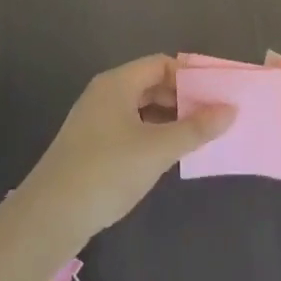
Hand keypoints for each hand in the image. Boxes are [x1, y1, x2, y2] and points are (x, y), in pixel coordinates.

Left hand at [20, 55, 235, 246]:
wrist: (50, 216)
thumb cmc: (107, 171)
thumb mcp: (158, 149)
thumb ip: (196, 128)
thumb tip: (230, 110)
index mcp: (117, 83)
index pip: (161, 64)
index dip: (189, 76)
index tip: (216, 96)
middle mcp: (104, 94)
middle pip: (150, 84)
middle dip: (182, 99)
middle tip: (212, 118)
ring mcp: (95, 120)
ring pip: (140, 108)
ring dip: (168, 119)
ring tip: (196, 138)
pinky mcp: (90, 145)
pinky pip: (129, 128)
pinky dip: (151, 135)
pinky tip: (166, 156)